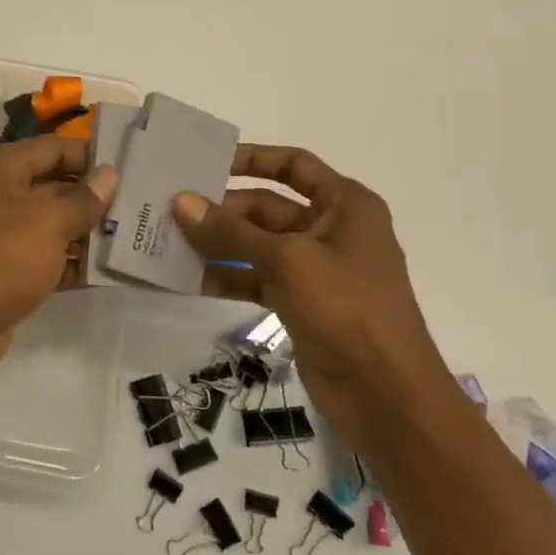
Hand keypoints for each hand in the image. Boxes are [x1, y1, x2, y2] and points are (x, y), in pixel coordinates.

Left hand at [0, 135, 117, 403]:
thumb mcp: (46, 223)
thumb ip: (82, 199)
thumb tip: (108, 175)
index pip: (52, 148)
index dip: (92, 156)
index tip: (133, 168)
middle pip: (50, 185)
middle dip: (93, 197)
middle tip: (141, 206)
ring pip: (47, 225)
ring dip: (85, 233)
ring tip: (133, 238)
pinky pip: (39, 258)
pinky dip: (67, 263)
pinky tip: (104, 273)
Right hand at [172, 146, 454, 441]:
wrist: (386, 395)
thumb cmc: (346, 308)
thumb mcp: (286, 260)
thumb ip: (230, 231)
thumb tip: (181, 202)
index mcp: (344, 205)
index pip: (293, 165)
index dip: (251, 159)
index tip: (206, 162)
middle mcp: (331, 229)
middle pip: (267, 206)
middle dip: (222, 209)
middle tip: (171, 208)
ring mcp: (315, 269)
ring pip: (257, 245)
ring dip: (218, 244)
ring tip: (169, 240)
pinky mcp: (300, 303)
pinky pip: (256, 278)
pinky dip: (226, 276)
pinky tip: (188, 278)